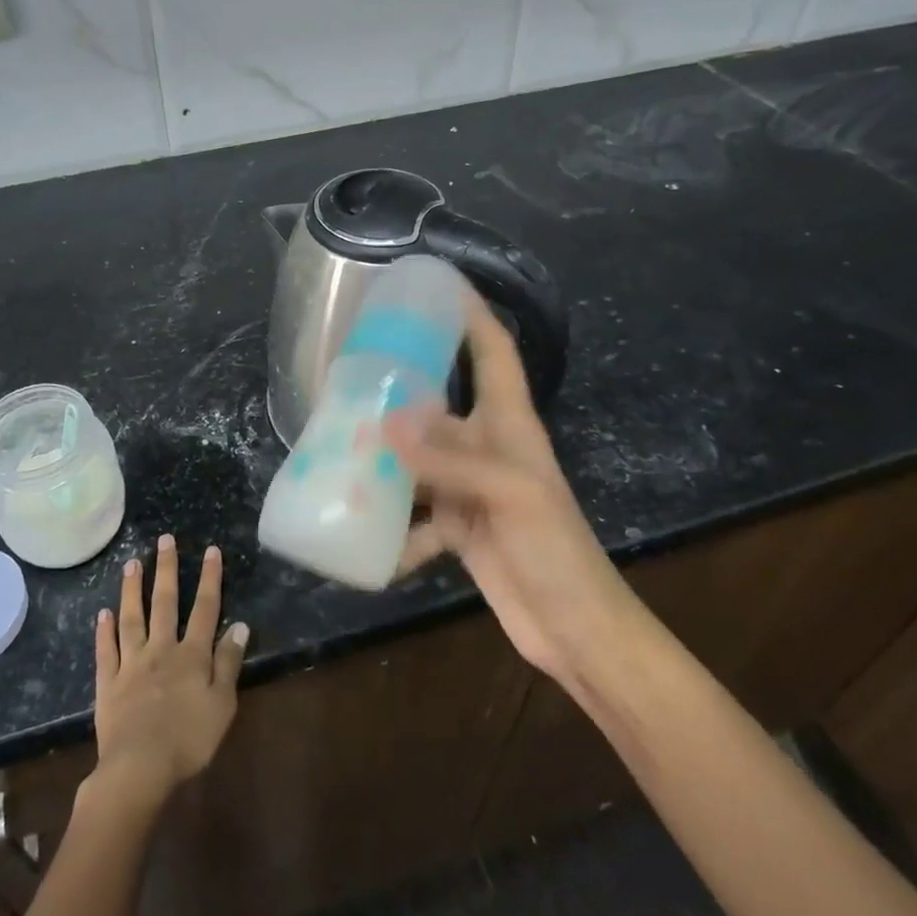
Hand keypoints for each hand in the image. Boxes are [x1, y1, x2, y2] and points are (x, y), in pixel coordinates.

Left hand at [92, 535, 247, 807]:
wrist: (139, 768)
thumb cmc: (189, 739)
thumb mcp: (222, 704)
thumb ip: (229, 662)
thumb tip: (240, 625)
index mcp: (192, 655)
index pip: (205, 609)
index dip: (210, 578)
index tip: (211, 550)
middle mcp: (161, 649)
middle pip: (164, 603)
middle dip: (166, 569)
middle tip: (164, 540)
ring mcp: (131, 664)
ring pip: (132, 618)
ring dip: (132, 589)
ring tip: (131, 563)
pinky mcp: (108, 684)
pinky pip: (106, 651)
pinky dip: (104, 631)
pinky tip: (103, 613)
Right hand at [386, 297, 636, 683]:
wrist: (577, 631)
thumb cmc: (556, 549)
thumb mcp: (509, 494)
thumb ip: (448, 458)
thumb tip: (383, 424)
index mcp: (510, 424)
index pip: (493, 352)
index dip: (471, 314)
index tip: (437, 284)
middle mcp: (487, 447)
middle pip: (439, 404)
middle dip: (400, 390)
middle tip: (351, 373)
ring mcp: (470, 490)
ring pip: (418, 461)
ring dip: (386, 462)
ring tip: (339, 451)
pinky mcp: (458, 529)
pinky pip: (415, 517)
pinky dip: (394, 530)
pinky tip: (366, 540)